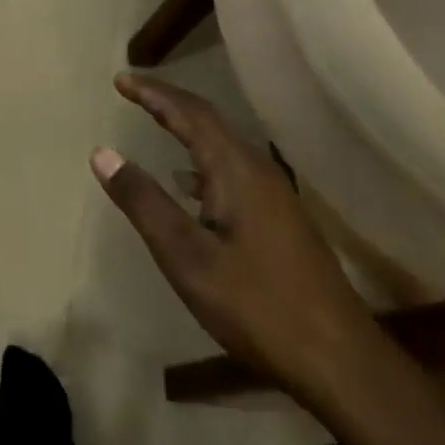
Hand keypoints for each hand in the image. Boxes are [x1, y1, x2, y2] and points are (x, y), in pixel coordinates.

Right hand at [91, 72, 380, 403]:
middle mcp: (258, 170)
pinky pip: (233, 168)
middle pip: (209, 120)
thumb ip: (144, 202)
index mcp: (236, 169)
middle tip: (133, 89)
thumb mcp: (187, 257)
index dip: (152, 93)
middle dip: (169, 101)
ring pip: (223, 144)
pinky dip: (203, 159)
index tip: (120, 79)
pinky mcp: (282, 220)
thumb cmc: (258, 307)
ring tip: (156, 121)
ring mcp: (275, 196)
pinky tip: (189, 184)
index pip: (189, 113)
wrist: (343, 365)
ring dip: (187, 127)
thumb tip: (102, 152)